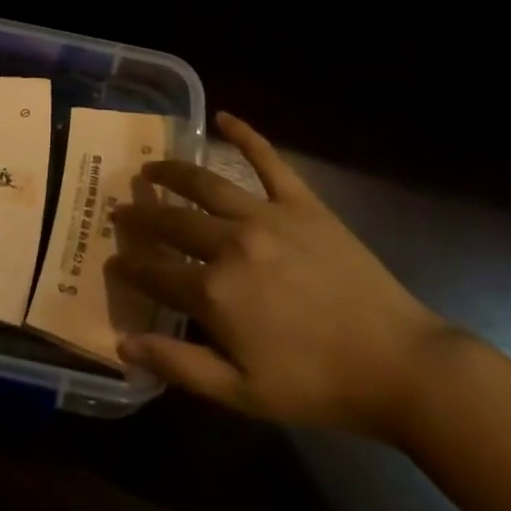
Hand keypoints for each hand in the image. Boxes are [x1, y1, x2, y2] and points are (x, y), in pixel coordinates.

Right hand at [107, 112, 449, 438]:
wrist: (397, 364)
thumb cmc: (316, 386)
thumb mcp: (241, 394)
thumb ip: (178, 364)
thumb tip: (122, 343)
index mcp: (214, 292)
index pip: (155, 271)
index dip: (130, 265)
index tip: (113, 258)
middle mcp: (230, 243)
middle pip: (173, 221)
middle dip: (142, 215)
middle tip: (121, 209)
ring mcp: (266, 216)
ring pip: (206, 184)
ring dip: (172, 172)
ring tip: (151, 167)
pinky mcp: (301, 202)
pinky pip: (267, 159)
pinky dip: (244, 135)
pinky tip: (223, 117)